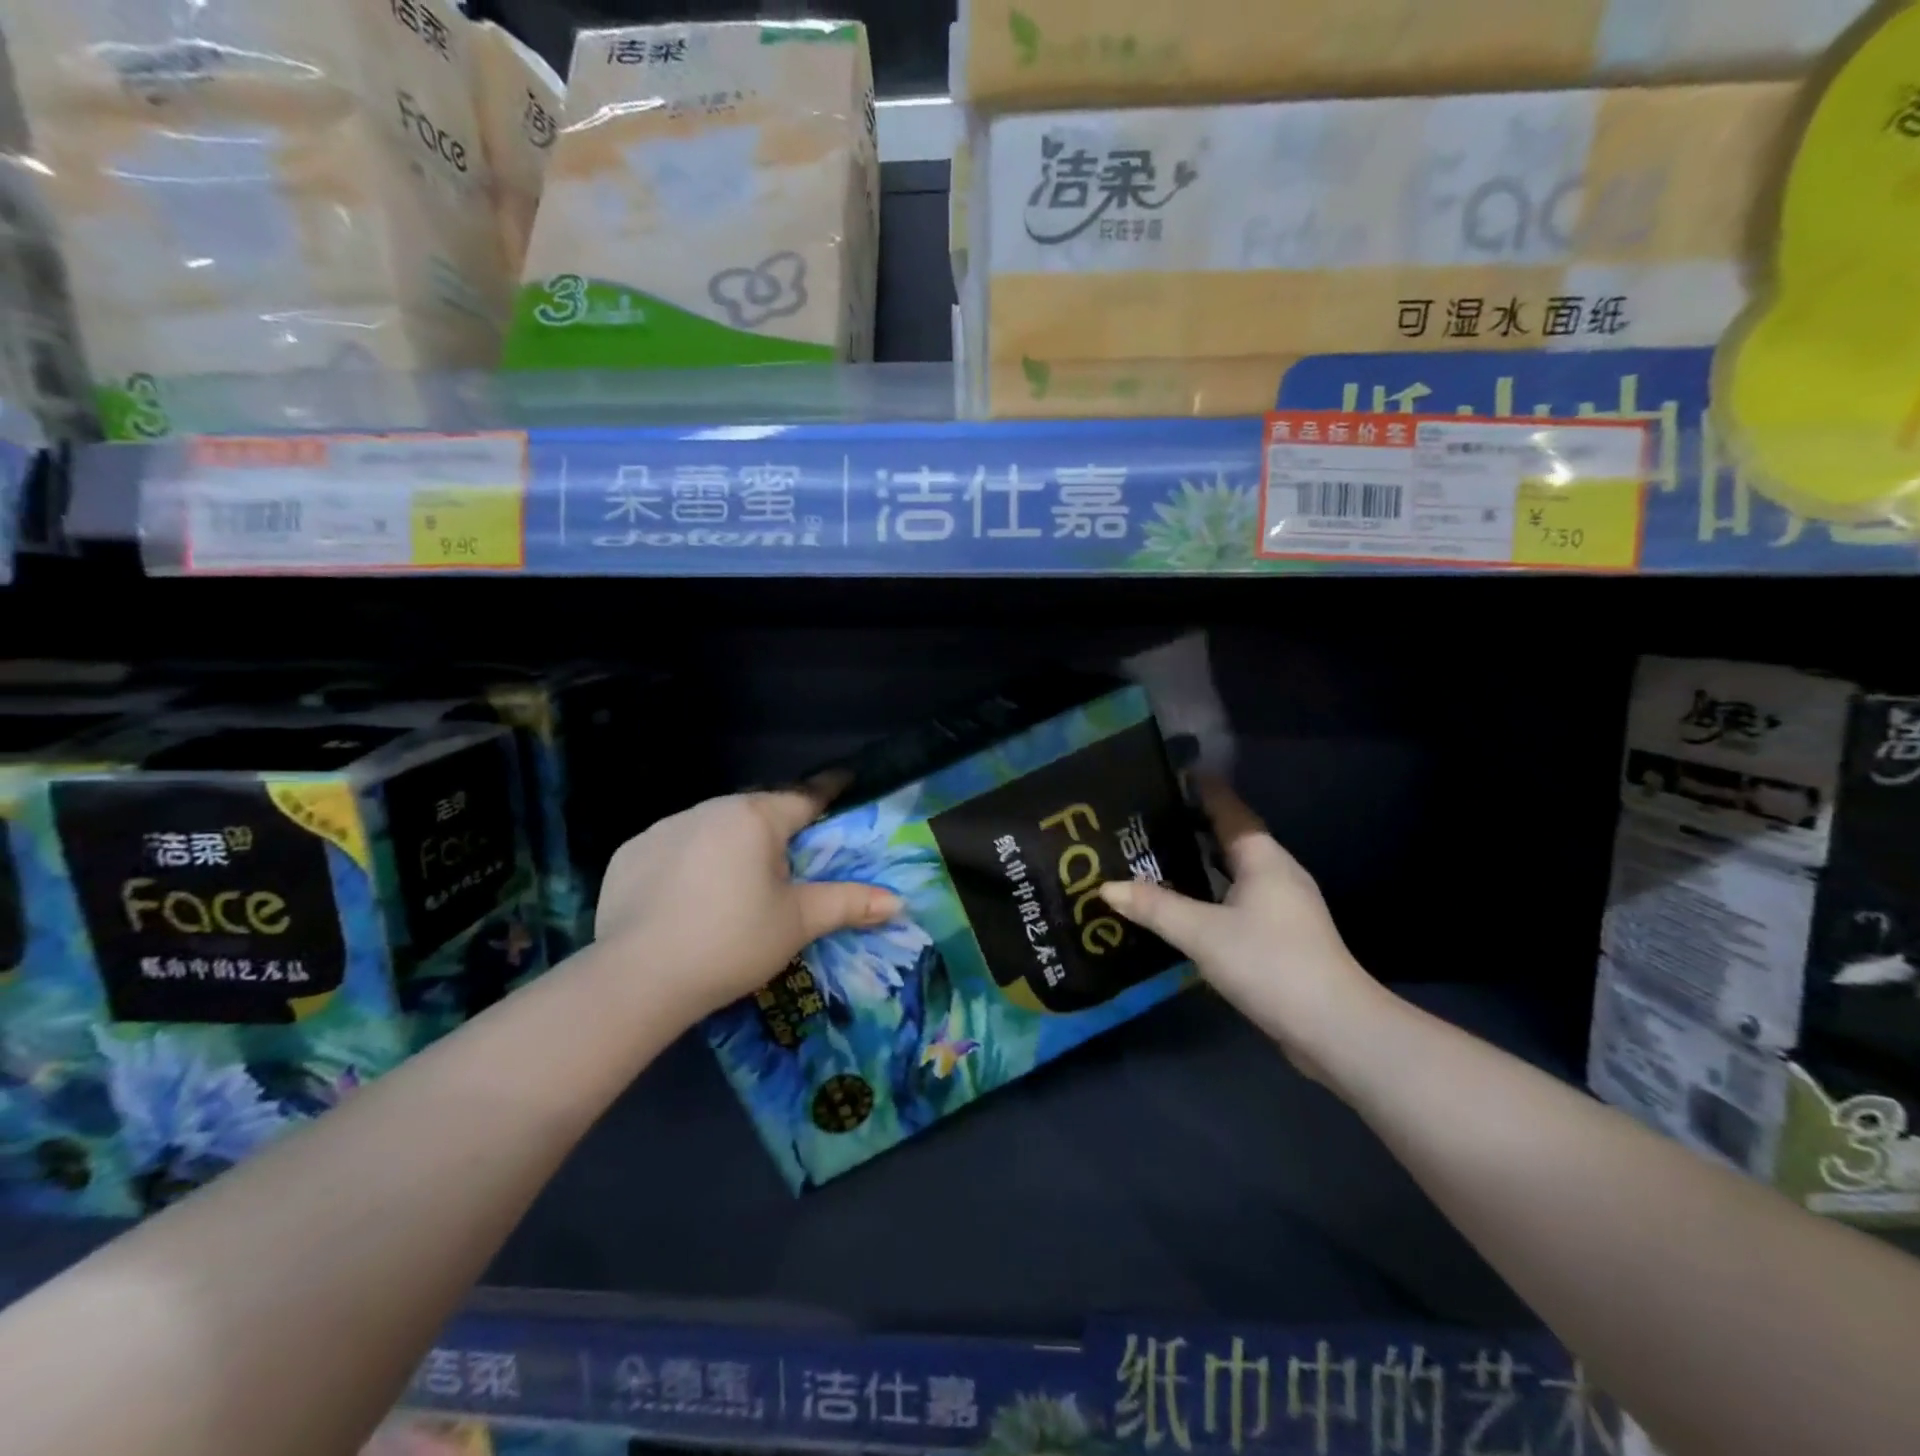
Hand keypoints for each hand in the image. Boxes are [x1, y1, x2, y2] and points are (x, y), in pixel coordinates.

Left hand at [594, 784, 900, 1020]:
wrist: (638, 979)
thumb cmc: (732, 942)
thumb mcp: (797, 923)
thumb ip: (849, 903)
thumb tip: (898, 901)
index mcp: (755, 817)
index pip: (804, 796)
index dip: (828, 792)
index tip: (843, 783)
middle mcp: (709, 809)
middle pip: (757, 812)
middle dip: (776, 829)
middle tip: (787, 865)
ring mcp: (664, 828)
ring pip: (713, 827)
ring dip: (731, 845)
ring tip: (733, 888)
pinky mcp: (630, 852)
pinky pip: (674, 847)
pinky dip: (689, 862)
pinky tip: (686, 899)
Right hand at [1098, 778, 1385, 1080]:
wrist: (1333, 1027)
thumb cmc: (1269, 962)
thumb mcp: (1202, 933)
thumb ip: (1154, 907)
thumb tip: (1107, 887)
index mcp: (1263, 858)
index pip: (1229, 809)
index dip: (1203, 789)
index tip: (1172, 772)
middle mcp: (1276, 873)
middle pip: (1231, 837)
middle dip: (1193, 825)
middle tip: (1147, 819)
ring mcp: (1283, 906)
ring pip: (1234, 870)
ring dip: (1200, 861)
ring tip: (1156, 857)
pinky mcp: (1281, 935)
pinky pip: (1237, 897)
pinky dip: (1210, 891)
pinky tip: (1184, 905)